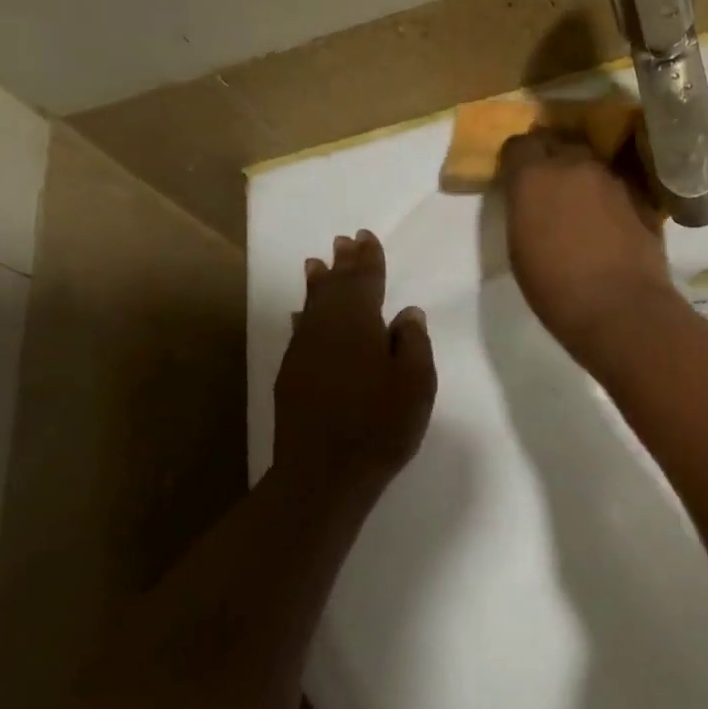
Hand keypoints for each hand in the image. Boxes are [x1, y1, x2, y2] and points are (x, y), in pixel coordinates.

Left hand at [273, 231, 435, 495]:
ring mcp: (303, 352)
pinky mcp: (291, 376)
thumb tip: (406, 313)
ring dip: (317, 284)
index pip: (364, 281)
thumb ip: (413, 343)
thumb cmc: (380, 424)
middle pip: (334, 288)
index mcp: (358, 324)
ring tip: (317, 264)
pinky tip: (300, 315)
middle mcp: (325, 329)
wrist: (323, 471)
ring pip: (311, 306)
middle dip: (342, 264)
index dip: (368, 259)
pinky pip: (299, 331)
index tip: (366, 237)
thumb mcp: (416, 383)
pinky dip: (303, 316)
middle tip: (344, 241)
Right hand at [498, 130, 676, 357]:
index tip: (518, 180)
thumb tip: (532, 201)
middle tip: (551, 190)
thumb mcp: (520, 249)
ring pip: (592, 164)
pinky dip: (611, 196)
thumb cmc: (556, 290)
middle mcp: (574, 164)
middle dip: (553, 160)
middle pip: (560, 146)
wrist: (621, 309)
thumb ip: (524, 210)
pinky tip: (612, 222)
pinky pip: (619, 185)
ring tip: (584, 207)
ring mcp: (613, 178)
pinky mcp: (643, 196)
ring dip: (584, 178)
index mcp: (533, 176)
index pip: (519, 145)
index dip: (518, 161)